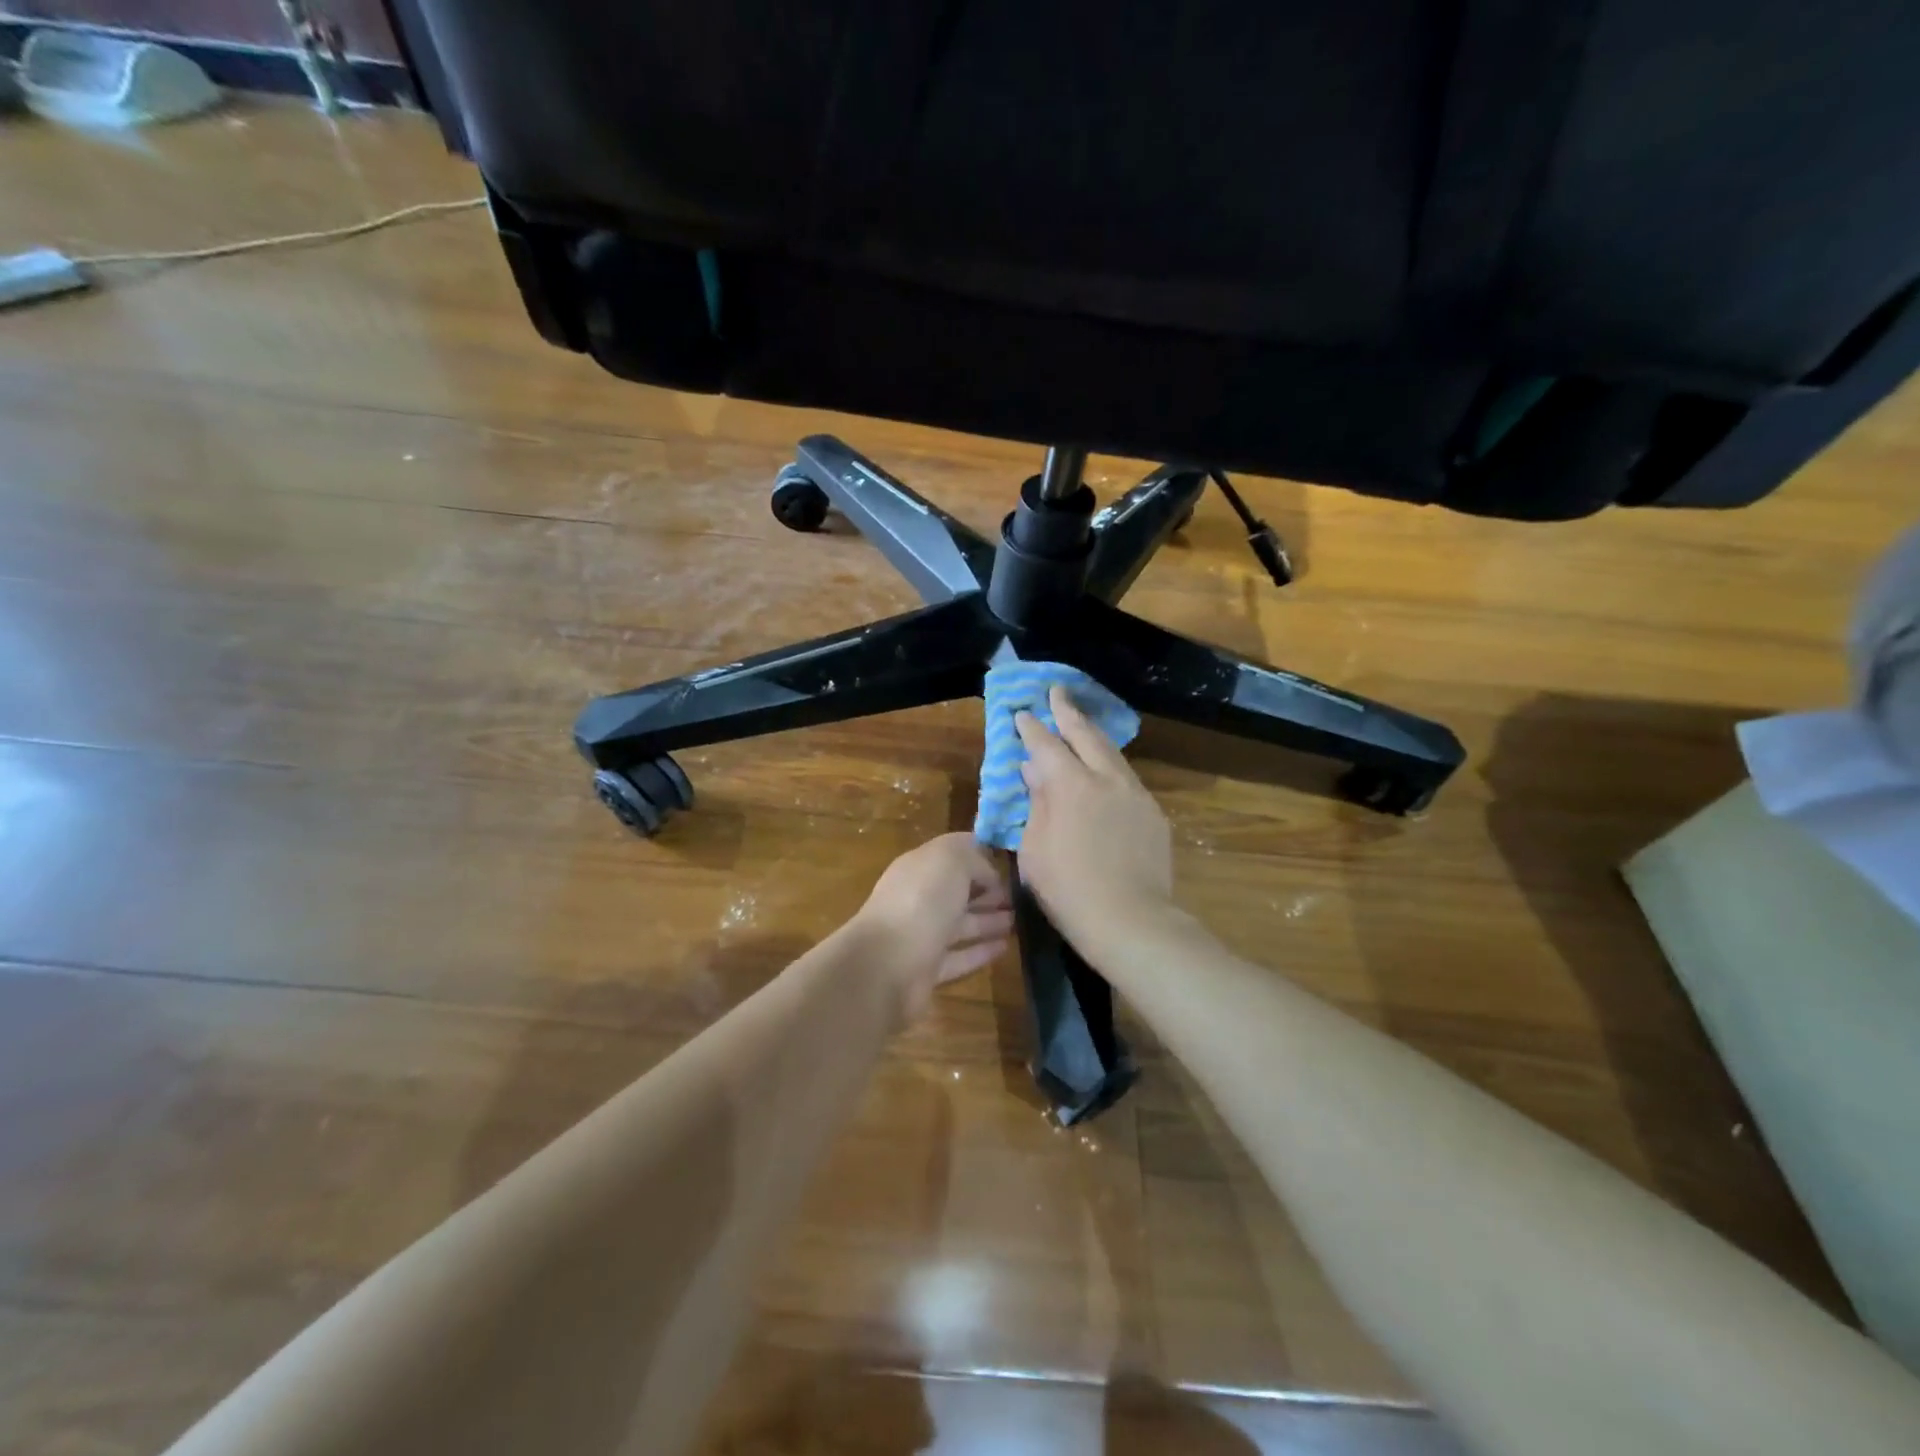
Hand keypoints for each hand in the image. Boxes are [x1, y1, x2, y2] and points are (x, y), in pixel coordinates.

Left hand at [856, 832, 1013, 1020]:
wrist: (886, 965)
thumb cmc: (920, 902)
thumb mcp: (950, 860)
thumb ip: (972, 858)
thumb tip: (988, 874)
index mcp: (918, 867)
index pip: (951, 855)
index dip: (979, 857)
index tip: (1009, 864)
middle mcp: (917, 898)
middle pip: (957, 891)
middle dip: (987, 891)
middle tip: (1020, 897)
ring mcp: (921, 935)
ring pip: (960, 924)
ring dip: (988, 921)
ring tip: (1019, 921)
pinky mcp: (927, 970)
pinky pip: (960, 956)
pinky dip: (981, 951)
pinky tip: (1005, 947)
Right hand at [1014, 685, 1173, 950]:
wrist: (1132, 921)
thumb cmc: (1069, 890)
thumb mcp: (1035, 850)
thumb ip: (1036, 804)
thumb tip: (1034, 771)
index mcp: (1071, 786)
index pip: (1047, 745)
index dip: (1033, 728)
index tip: (1023, 713)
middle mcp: (1106, 779)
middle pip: (1086, 735)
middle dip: (1068, 711)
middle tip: (1057, 692)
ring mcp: (1135, 794)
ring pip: (1112, 753)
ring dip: (1093, 734)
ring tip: (1081, 724)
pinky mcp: (1153, 813)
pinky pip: (1127, 778)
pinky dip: (1110, 765)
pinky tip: (1105, 770)